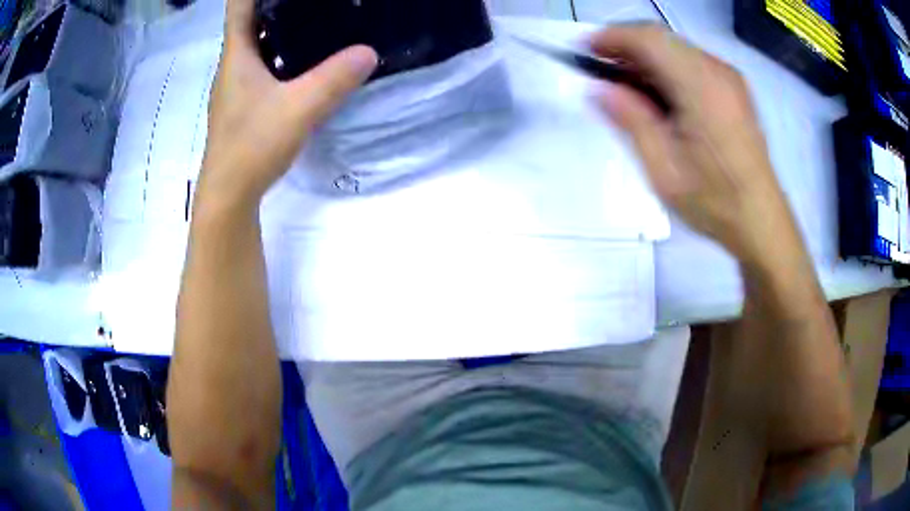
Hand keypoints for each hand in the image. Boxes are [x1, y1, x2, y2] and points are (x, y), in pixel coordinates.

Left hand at [197, 0, 377, 211]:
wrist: (228, 196)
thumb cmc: (252, 146)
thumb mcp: (299, 108)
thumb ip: (334, 79)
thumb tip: (369, 51)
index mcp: (237, 55)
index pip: (239, 5)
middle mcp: (232, 65)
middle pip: (250, 21)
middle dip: (276, 3)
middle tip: (313, 0)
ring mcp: (236, 86)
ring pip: (256, 45)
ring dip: (279, 28)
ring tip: (315, 18)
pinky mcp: (243, 104)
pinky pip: (262, 66)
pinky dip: (280, 54)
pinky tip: (305, 60)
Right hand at [590, 25, 797, 260]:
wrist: (762, 222)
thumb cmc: (715, 203)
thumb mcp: (664, 170)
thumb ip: (631, 120)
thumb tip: (598, 88)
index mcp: (702, 87)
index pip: (649, 38)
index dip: (611, 37)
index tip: (584, 50)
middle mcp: (718, 72)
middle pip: (662, 39)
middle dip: (626, 47)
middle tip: (601, 73)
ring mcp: (730, 79)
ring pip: (676, 49)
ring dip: (646, 59)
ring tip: (626, 88)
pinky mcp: (734, 90)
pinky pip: (692, 63)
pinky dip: (667, 70)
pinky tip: (658, 96)